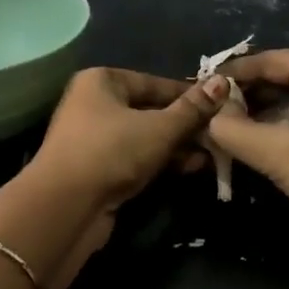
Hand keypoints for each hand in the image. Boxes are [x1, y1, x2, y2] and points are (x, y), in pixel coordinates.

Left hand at [30, 68, 231, 214]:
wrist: (66, 207)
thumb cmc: (112, 151)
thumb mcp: (160, 127)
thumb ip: (192, 108)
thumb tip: (222, 82)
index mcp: (102, 81)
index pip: (155, 82)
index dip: (189, 95)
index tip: (222, 104)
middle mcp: (94, 104)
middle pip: (150, 109)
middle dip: (186, 124)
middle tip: (221, 132)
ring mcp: (94, 139)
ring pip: (145, 137)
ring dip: (177, 146)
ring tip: (214, 153)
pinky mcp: (98, 170)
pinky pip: (136, 158)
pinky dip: (161, 162)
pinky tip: (192, 168)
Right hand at [207, 51, 288, 258]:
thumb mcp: (277, 154)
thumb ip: (233, 131)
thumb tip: (208, 116)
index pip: (269, 60)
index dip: (232, 74)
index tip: (201, 87)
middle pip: (286, 73)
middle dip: (249, 93)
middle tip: (213, 110)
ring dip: (267, 108)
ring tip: (231, 124)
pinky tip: (265, 134)